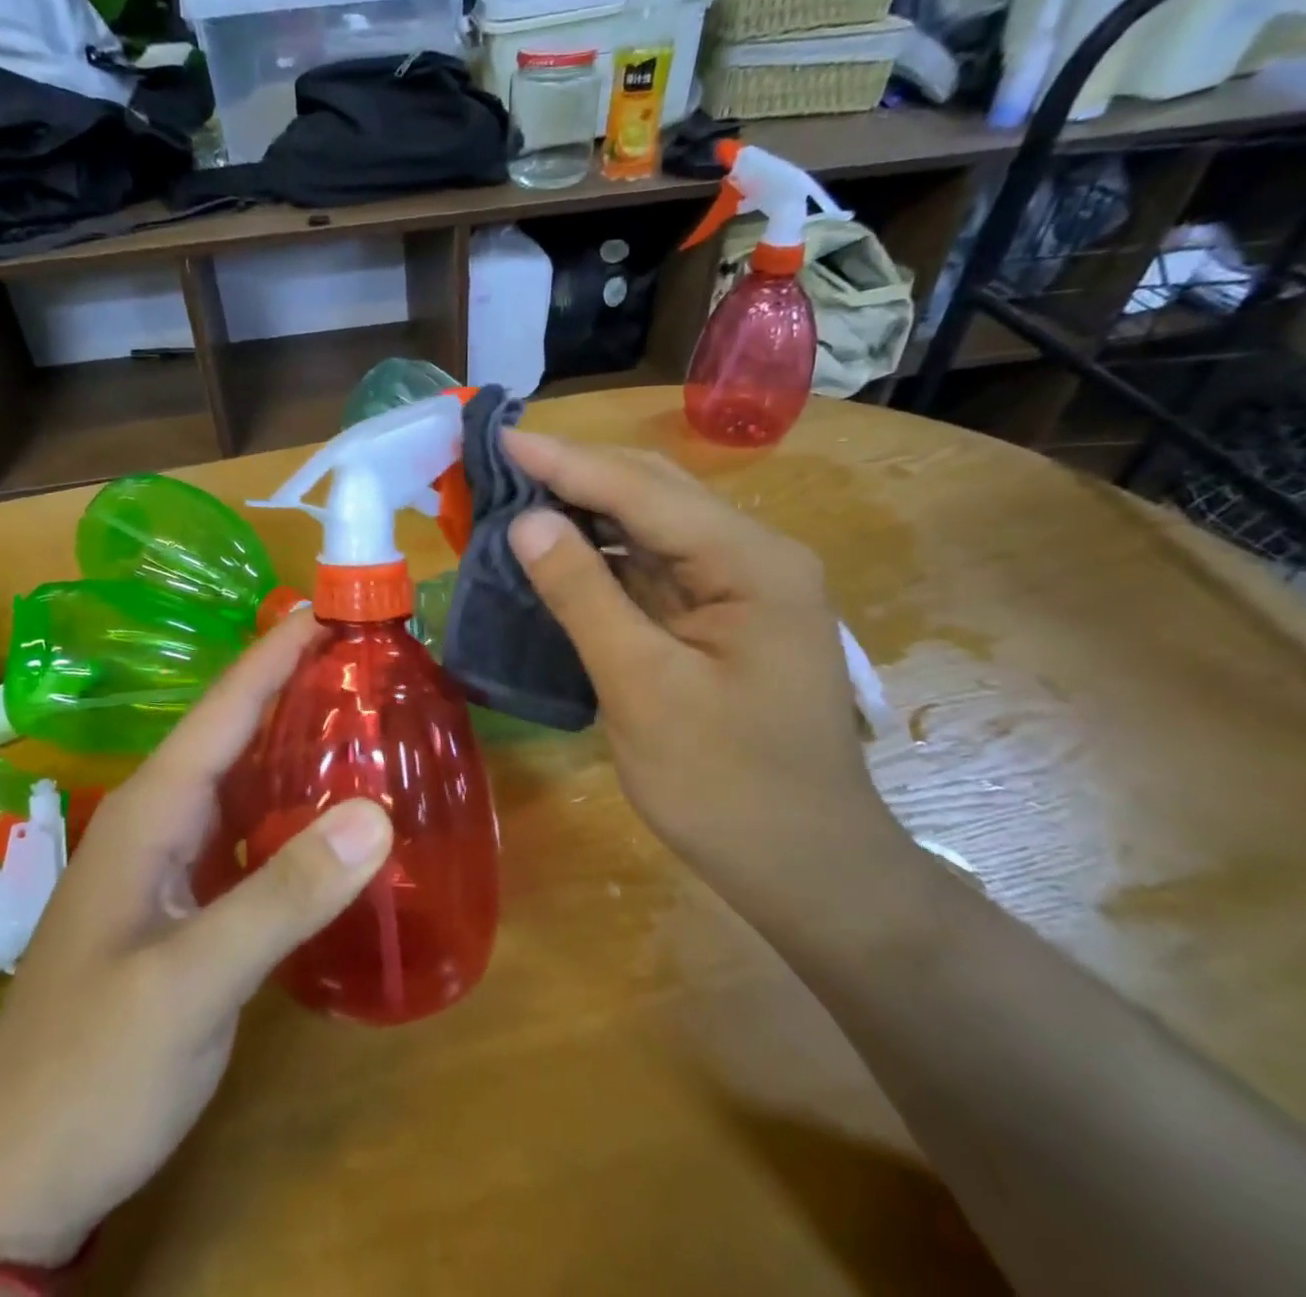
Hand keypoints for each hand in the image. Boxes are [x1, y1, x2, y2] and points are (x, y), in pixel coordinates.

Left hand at [0, 611, 393, 1265]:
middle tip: (372, 656)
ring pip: (246, 777)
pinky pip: (252, 829)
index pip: (225, 706)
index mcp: (153, 810)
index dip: (278, 651)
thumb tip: (377, 814)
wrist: (18, 1172)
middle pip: (238, 729)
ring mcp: (174, 861)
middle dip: (297, 683)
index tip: (334, 607)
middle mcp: (162, 819)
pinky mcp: (189, 901)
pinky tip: (339, 810)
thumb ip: (282, 897)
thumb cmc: (93, 1068)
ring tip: (369, 712)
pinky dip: (296, 805)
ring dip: (299, 739)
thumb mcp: (188, 985)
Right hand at [503, 431, 909, 917]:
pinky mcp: (721, 618)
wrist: (805, 868)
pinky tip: (559, 550)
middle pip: (654, 493)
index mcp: (750, 563)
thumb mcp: (642, 688)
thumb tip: (527, 521)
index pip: (643, 490)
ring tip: (516, 496)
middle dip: (575, 474)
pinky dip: (602, 555)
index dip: (565, 462)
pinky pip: (654, 567)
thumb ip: (585, 595)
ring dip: (585, 511)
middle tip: (500, 461)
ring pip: (652, 527)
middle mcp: (754, 557)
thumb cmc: (725, 786)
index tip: (499, 436)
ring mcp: (741, 588)